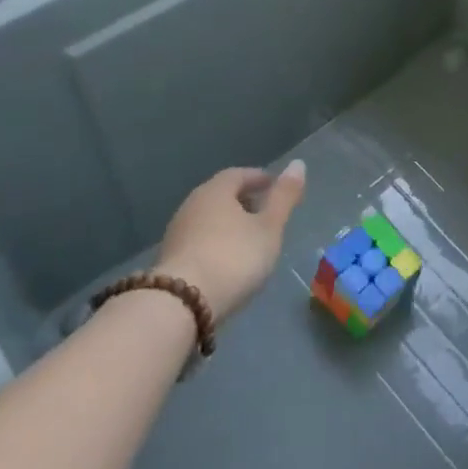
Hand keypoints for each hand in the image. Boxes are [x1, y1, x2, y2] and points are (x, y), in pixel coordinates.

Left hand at [155, 162, 305, 322]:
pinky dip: (216, 242)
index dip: (260, 179)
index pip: (239, 174)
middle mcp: (192, 204)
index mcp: (216, 190)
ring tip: (249, 239)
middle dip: (244, 200)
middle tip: (265, 213)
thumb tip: (298, 164)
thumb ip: (284, 197)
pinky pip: (199, 240)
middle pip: (221, 195)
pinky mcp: (170, 260)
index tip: (275, 188)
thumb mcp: (269, 228)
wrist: (180, 304)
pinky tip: (227, 261)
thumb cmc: (233, 258)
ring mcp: (177, 233)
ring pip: (209, 218)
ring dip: (229, 223)